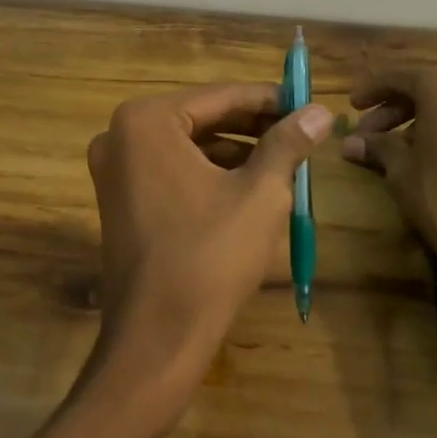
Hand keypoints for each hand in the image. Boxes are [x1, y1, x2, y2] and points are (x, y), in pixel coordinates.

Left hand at [86, 83, 331, 402]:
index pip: (221, 96)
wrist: (156, 341)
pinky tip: (251, 188)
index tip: (306, 104)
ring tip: (285, 161)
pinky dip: (211, 174)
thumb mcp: (260, 194)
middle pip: (203, 118)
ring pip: (190, 146)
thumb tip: (321, 111)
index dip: (269, 100)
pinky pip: (173, 171)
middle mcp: (121, 135)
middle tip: (301, 132)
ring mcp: (115, 169)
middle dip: (253, 127)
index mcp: (146, 121)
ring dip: (236, 152)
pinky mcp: (120, 200)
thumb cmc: (209, 257)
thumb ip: (288, 144)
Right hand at [339, 65, 436, 295]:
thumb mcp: (400, 170)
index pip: (399, 78)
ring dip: (425, 121)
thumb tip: (349, 143)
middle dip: (396, 110)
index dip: (372, 91)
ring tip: (402, 149)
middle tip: (370, 134)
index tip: (352, 105)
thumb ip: (377, 146)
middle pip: (428, 90)